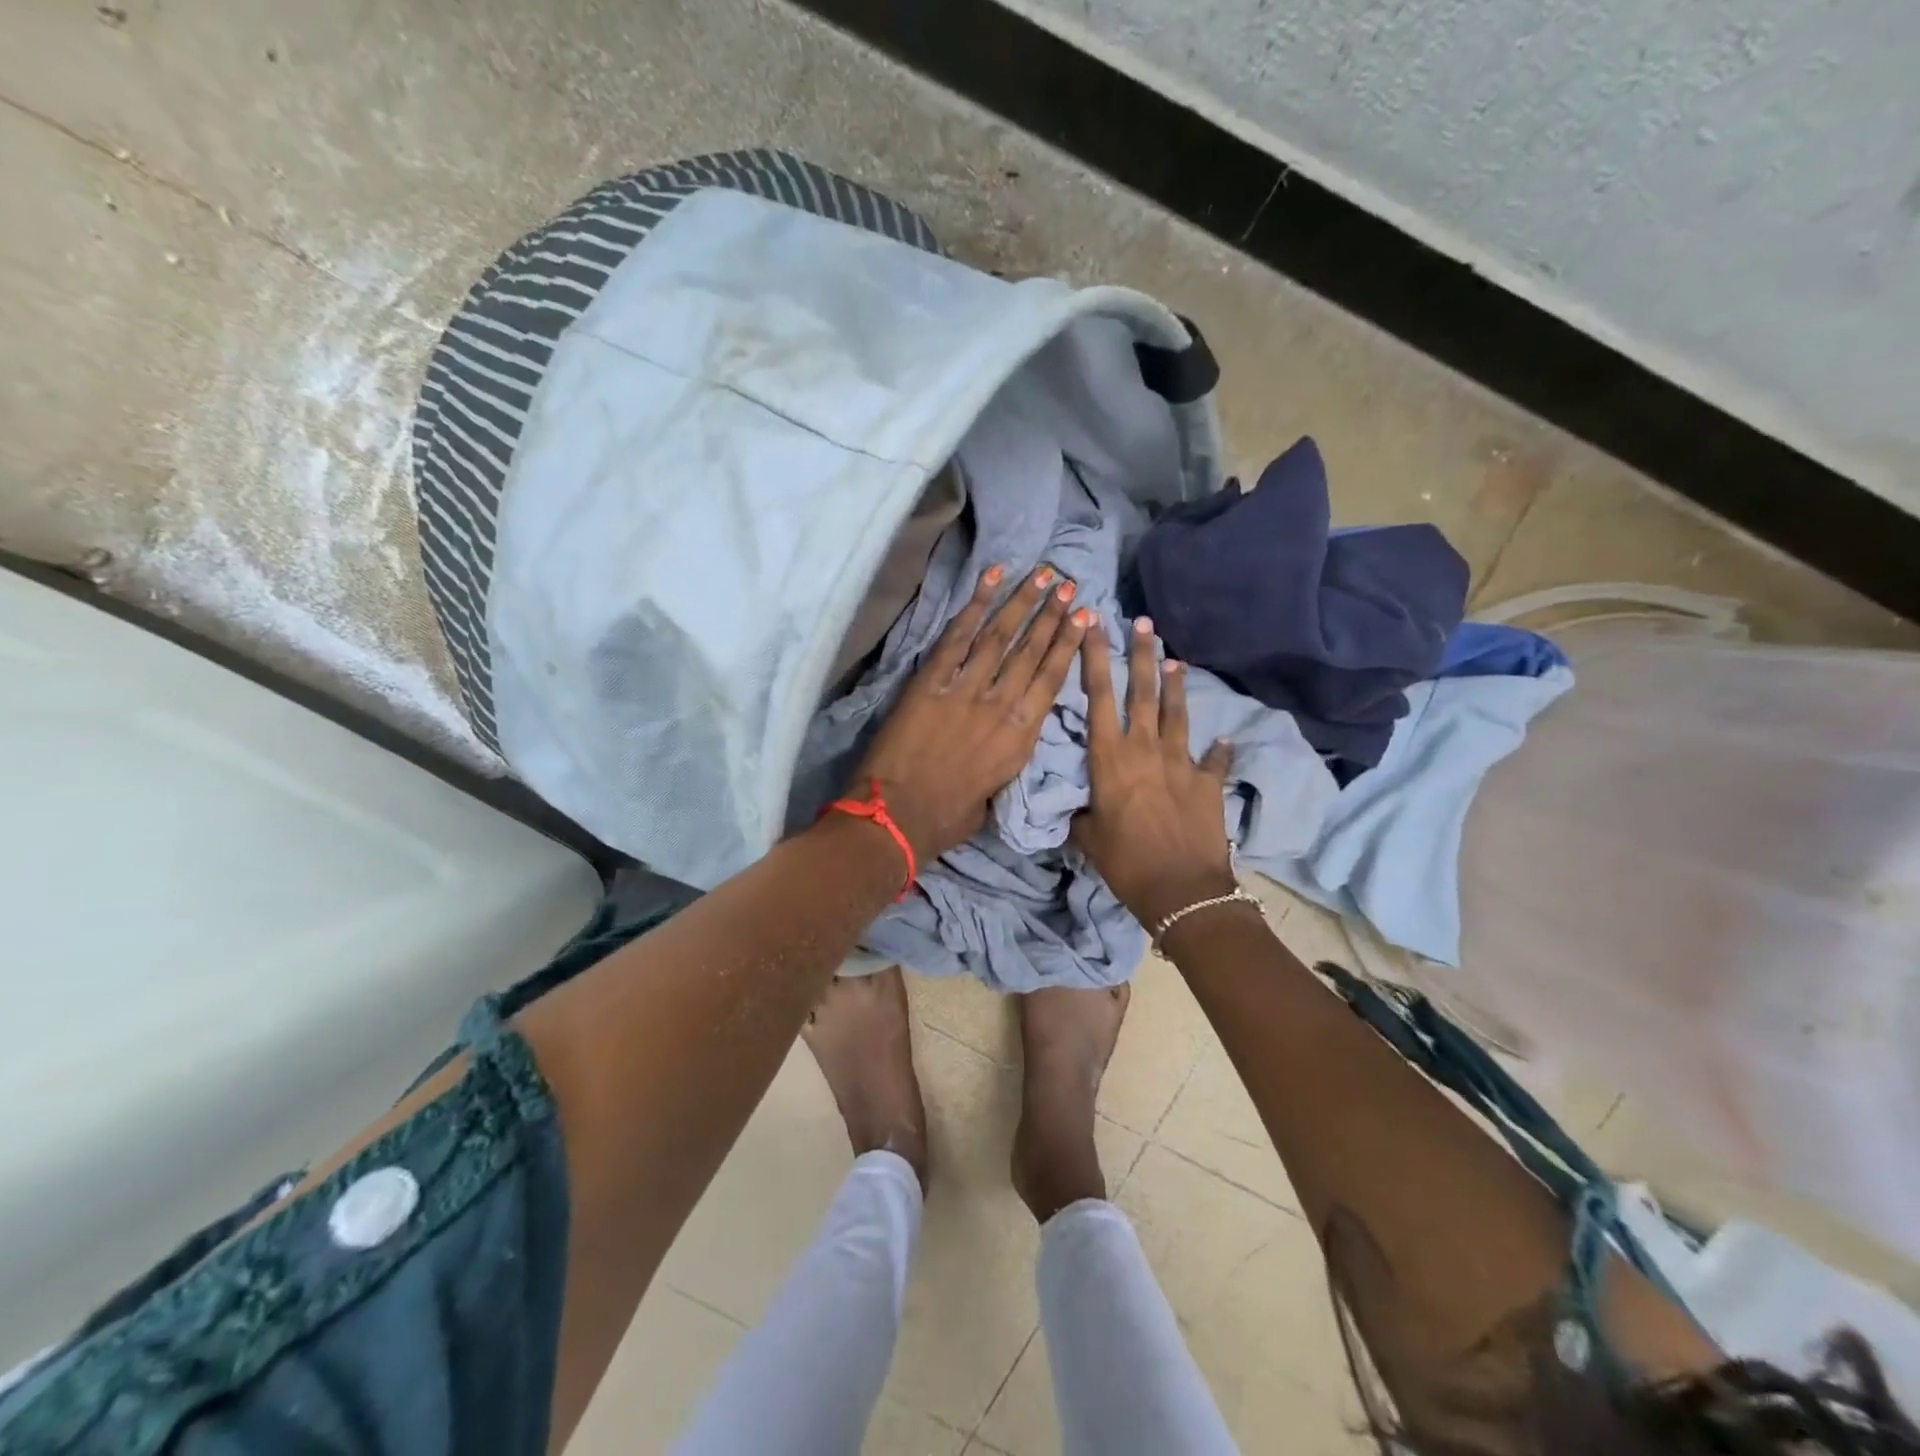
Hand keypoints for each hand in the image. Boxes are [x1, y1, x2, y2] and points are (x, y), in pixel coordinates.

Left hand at [857, 564, 1092, 864]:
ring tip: (1042, 574)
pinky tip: (991, 579)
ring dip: (1022, 601)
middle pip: (1031, 651)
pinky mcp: (930, 682)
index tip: (1083, 617)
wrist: (898, 818)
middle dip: (1051, 614)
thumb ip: (1006, 757)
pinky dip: (974, 606)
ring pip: (1000, 637)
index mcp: (1020, 737)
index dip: (1068, 645)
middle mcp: (1000, 706)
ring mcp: (965, 690)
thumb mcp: (995, 793)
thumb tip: (1006, 736)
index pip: (1051, 680)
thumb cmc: (948, 817)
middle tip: (1067, 584)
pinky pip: (957, 638)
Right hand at [1070, 616, 1237, 927]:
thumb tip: (1078, 808)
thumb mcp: (1088, 838)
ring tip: (1174, 659)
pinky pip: (1214, 759)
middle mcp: (1146, 749)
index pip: (1099, 696)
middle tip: (1142, 622)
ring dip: (1175, 684)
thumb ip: (1081, 814)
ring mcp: (1181, 763)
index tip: (1093, 625)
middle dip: (1140, 653)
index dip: (1094, 658)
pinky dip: (1218, 749)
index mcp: (1110, 758)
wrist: (1182, 890)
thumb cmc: (1125, 862)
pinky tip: (1224, 739)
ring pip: (1177, 713)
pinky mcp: (1208, 782)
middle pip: (1142, 691)